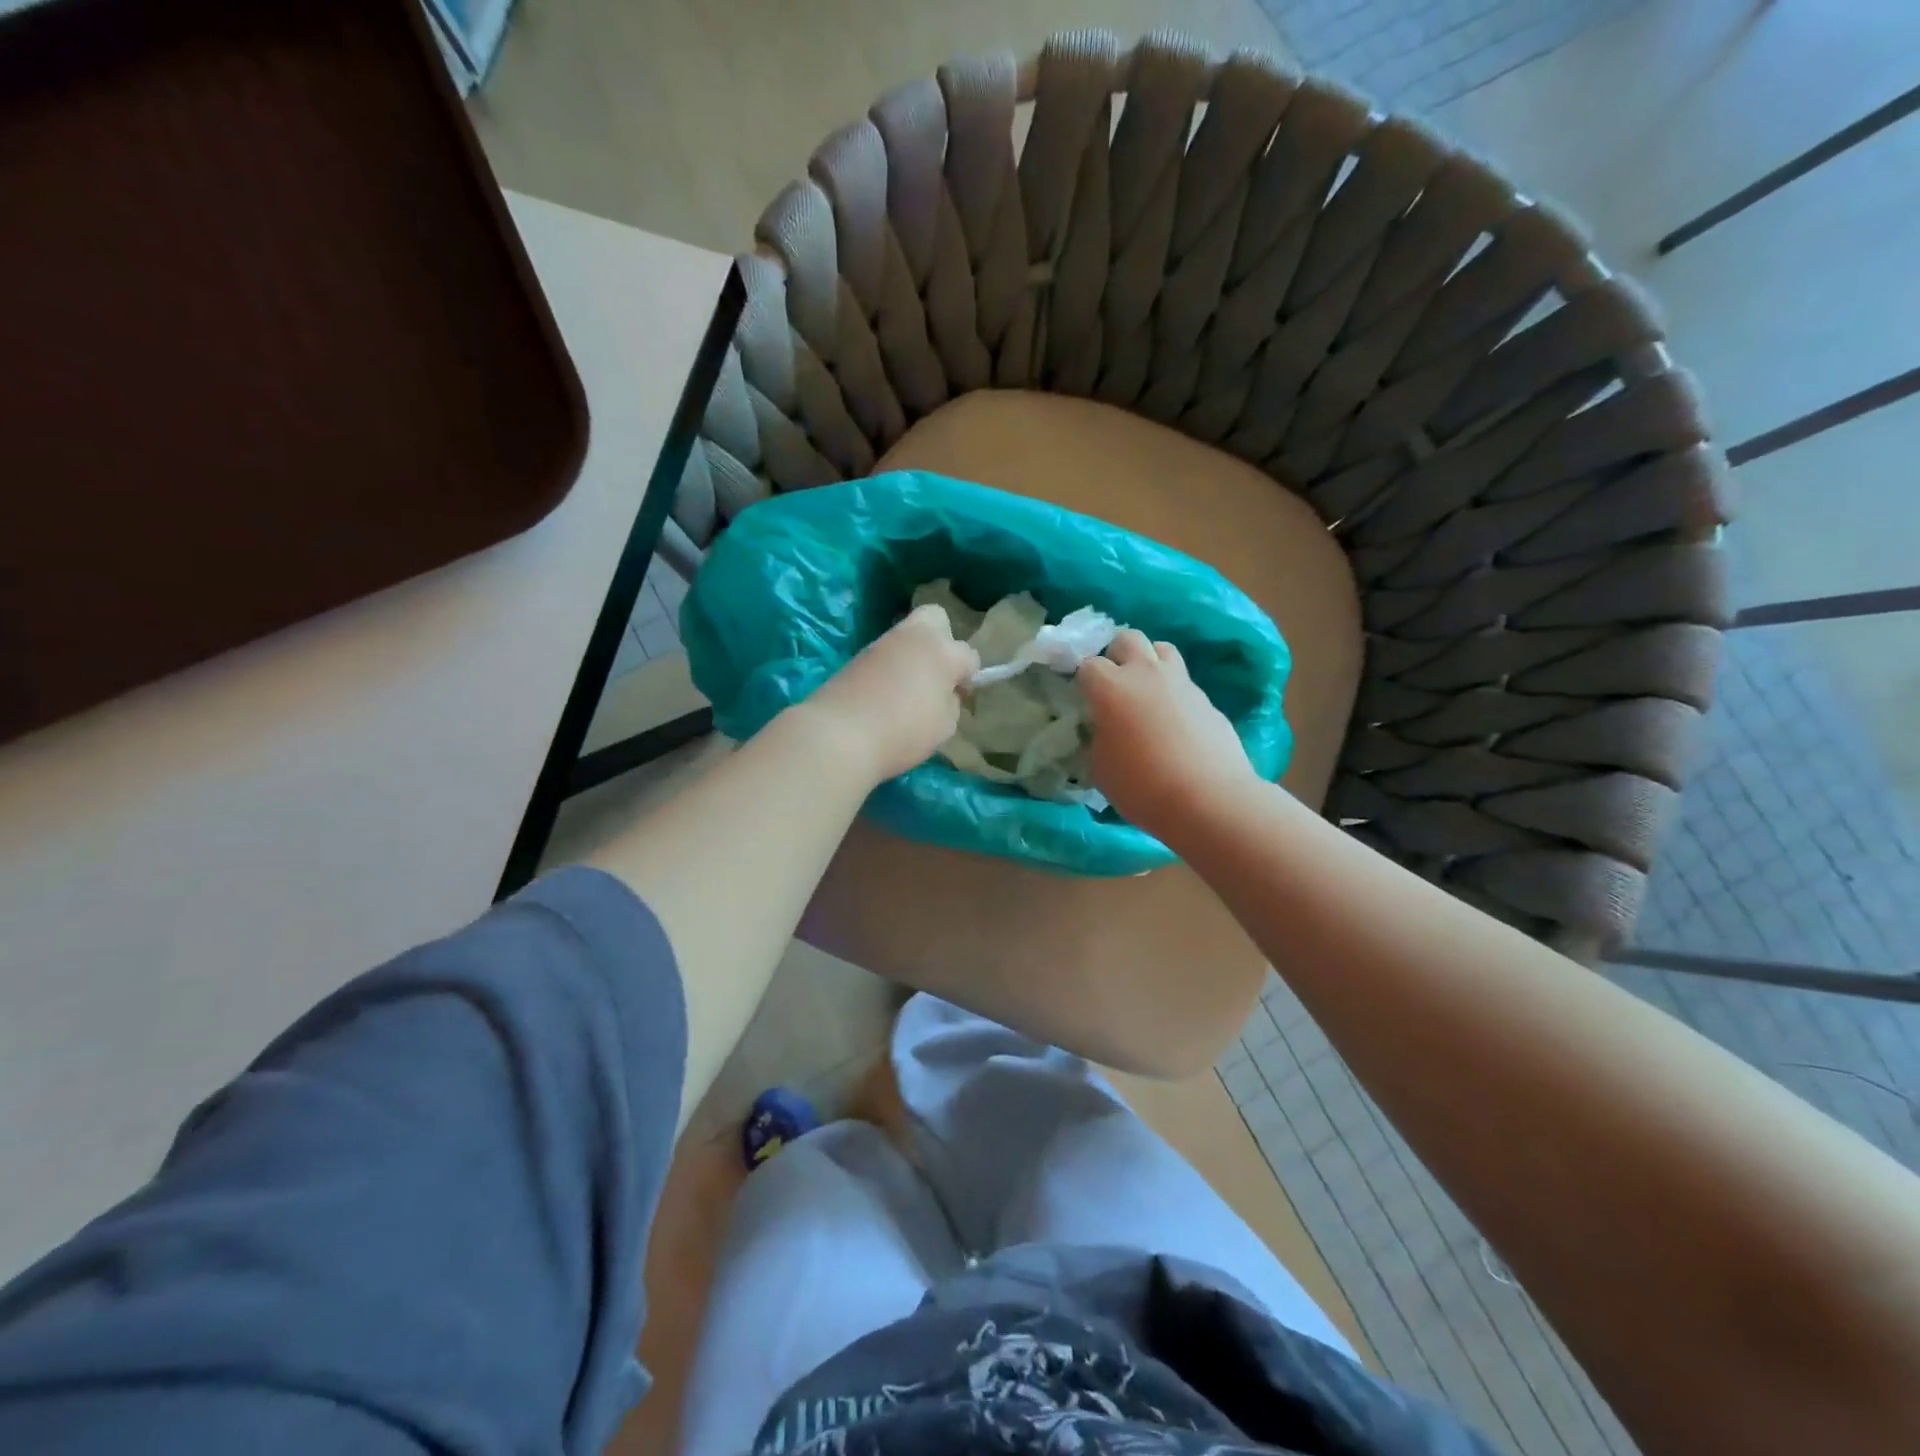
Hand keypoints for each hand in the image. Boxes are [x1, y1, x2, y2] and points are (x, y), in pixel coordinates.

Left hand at [803, 603, 979, 783]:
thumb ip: (951, 703)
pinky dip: (891, 667)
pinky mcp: (858, 656)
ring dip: (913, 655)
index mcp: (943, 652)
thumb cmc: (903, 732)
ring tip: (909, 689)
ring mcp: (882, 643)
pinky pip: (885, 654)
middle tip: (937, 673)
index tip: (960, 696)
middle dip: (942, 639)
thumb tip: (946, 693)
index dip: (969, 676)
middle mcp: (914, 637)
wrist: (839, 734)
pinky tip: (886, 693)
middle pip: (936, 618)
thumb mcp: (944, 726)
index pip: (969, 655)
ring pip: (907, 636)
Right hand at [1079, 629, 1256, 836]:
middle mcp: (1146, 674)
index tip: (1083, 699)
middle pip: (1128, 638)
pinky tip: (1174, 723)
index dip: (1083, 680)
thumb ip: (1098, 738)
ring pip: (1162, 649)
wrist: (1209, 799)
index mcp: (1111, 688)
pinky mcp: (1207, 700)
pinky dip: (1173, 693)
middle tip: (1114, 682)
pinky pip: (1184, 683)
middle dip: (1117, 654)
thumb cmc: (1142, 786)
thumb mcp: (1101, 767)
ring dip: (1149, 663)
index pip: (1088, 665)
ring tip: (1146, 691)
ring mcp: (1181, 683)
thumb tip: (1106, 729)